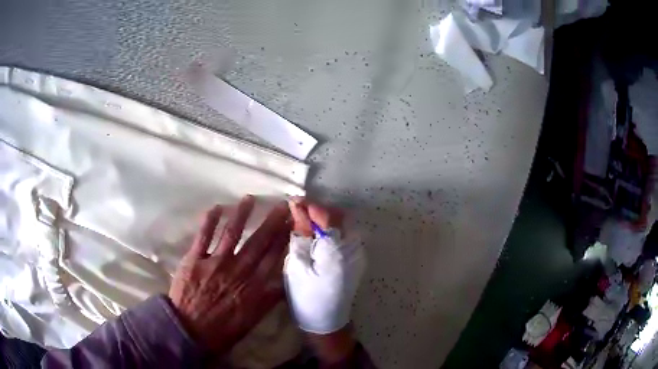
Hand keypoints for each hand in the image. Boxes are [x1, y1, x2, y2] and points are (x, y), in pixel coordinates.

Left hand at [169, 195, 290, 353]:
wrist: (188, 331)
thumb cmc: (222, 329)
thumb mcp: (252, 319)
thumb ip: (268, 300)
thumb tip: (283, 282)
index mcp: (252, 286)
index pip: (273, 257)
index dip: (283, 238)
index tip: (292, 223)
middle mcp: (237, 270)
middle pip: (258, 242)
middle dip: (271, 222)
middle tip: (281, 205)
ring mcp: (215, 262)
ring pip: (232, 233)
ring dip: (242, 214)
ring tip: (250, 199)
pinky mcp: (194, 259)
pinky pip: (203, 236)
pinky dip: (210, 221)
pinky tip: (217, 207)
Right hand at [285, 199, 365, 362]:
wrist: (326, 321)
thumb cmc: (306, 295)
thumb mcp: (296, 264)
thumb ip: (300, 233)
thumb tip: (297, 207)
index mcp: (337, 249)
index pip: (326, 215)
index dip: (309, 206)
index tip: (293, 202)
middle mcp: (353, 247)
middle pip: (338, 216)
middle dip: (317, 212)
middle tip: (297, 215)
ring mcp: (358, 252)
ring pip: (342, 224)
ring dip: (323, 220)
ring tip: (304, 225)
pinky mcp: (357, 258)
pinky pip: (344, 235)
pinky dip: (329, 231)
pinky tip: (316, 238)